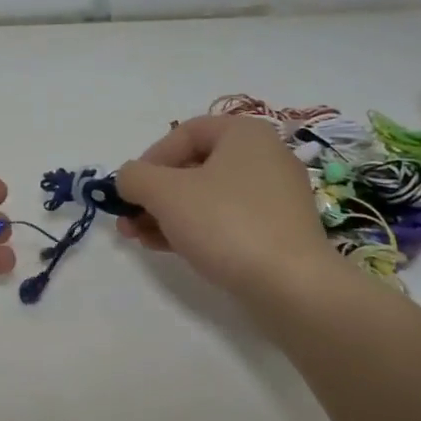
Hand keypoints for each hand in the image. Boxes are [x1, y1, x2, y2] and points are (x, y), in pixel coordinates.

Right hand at [114, 115, 341, 305]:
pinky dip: (193, 229)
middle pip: (192, 167)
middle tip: (128, 220)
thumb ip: (134, 177)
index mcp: (244, 134)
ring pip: (206, 197)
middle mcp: (264, 157)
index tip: (131, 190)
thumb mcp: (165, 193)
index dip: (149, 158)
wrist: (292, 286)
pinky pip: (226, 220)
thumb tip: (128, 180)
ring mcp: (274, 197)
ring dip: (166, 214)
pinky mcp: (277, 231)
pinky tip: (166, 248)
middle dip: (153, 194)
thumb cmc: (226, 223)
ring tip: (139, 238)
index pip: (183, 133)